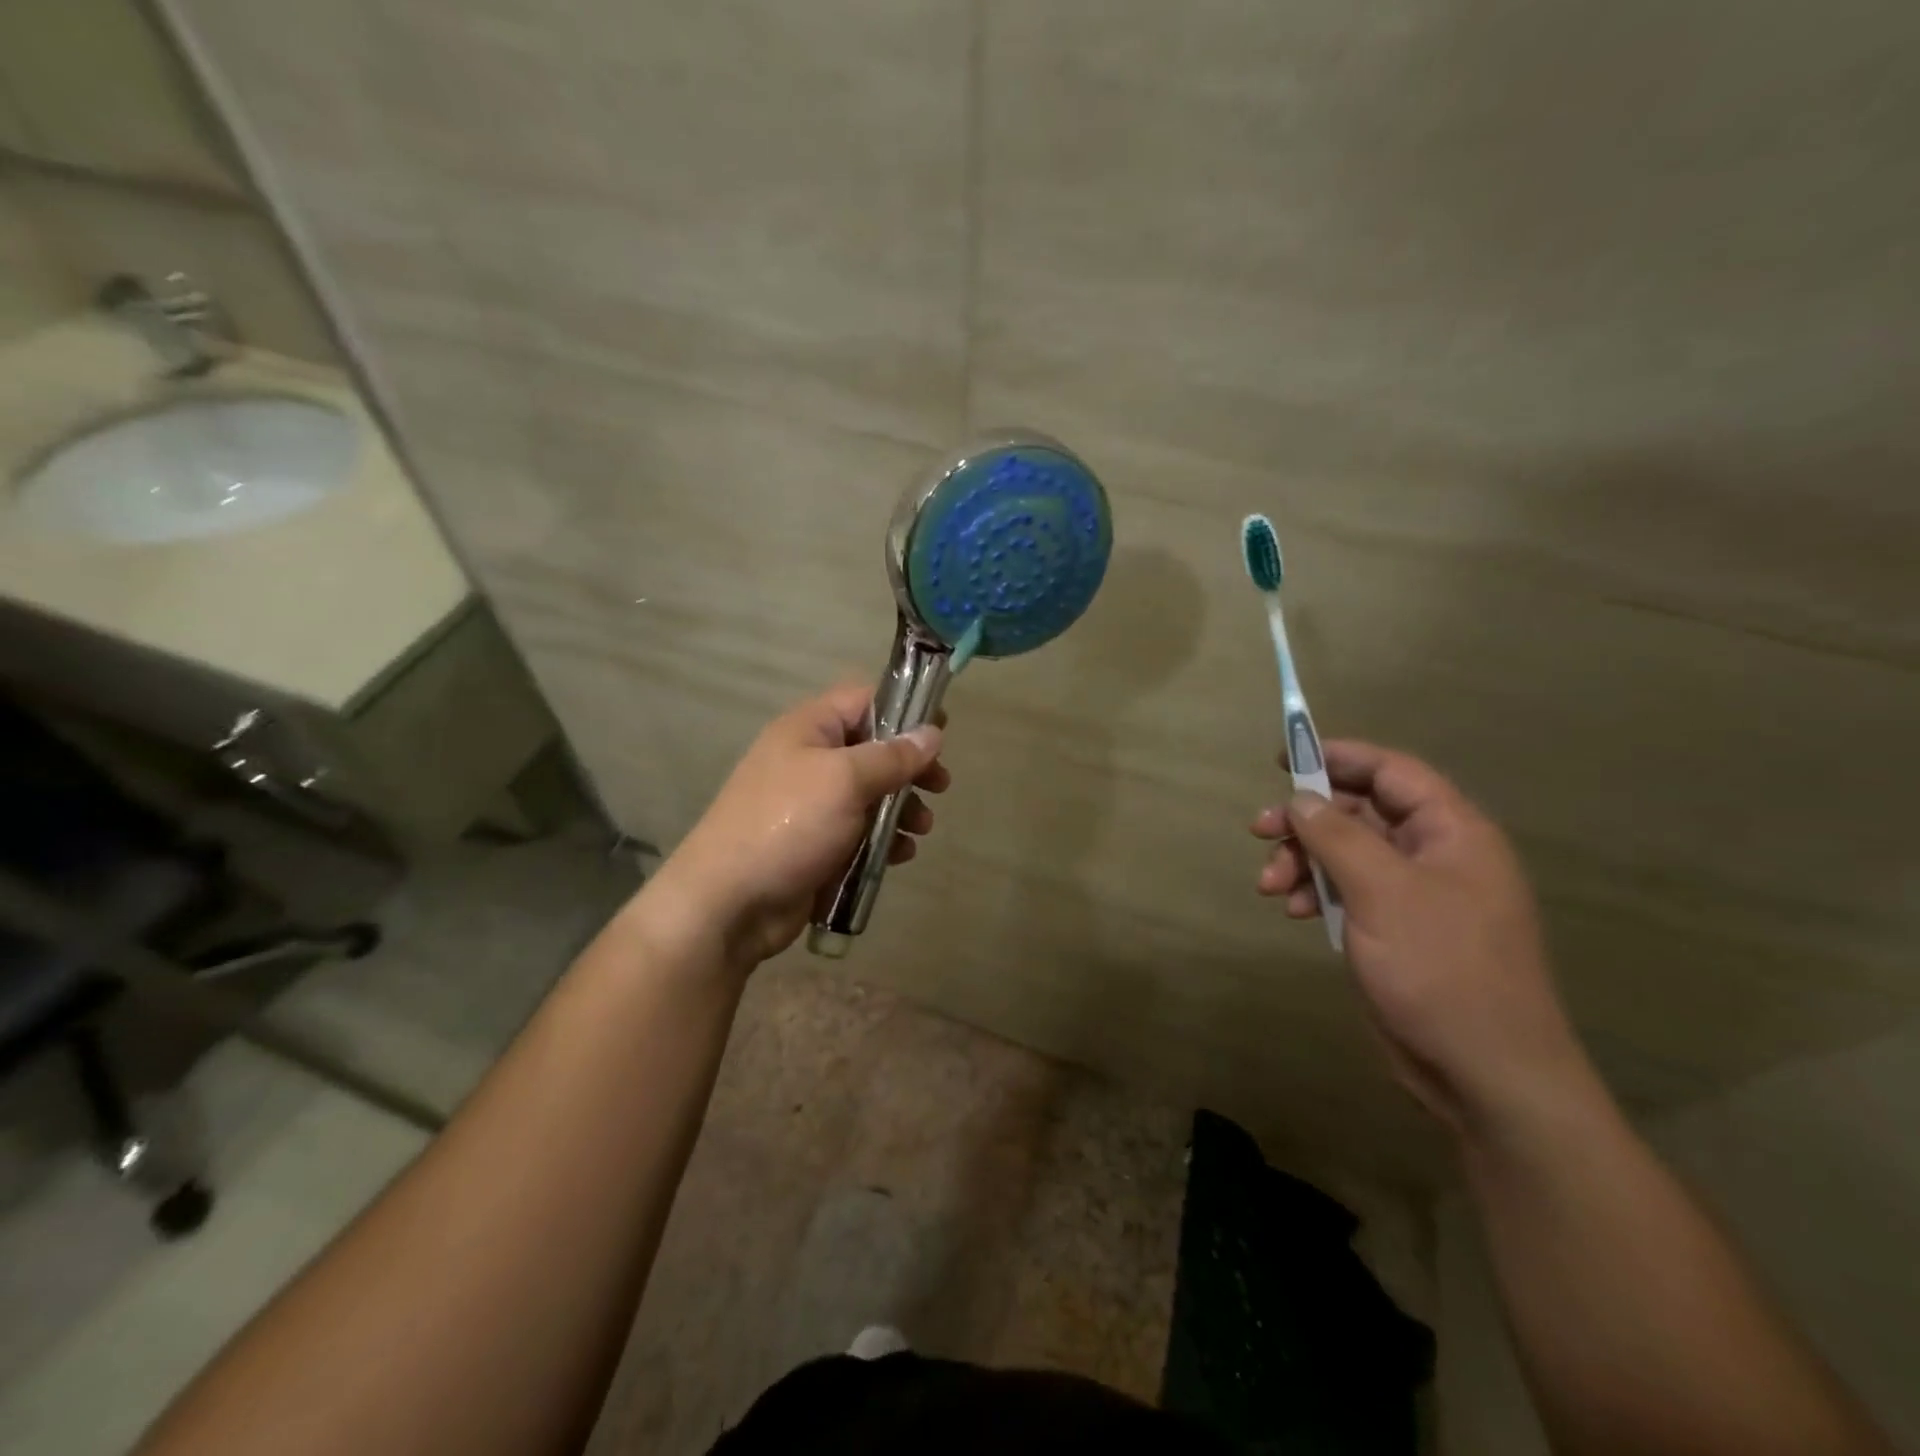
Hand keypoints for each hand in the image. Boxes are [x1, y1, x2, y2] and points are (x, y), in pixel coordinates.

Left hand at [635, 683, 948, 970]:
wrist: (730, 902)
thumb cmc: (789, 824)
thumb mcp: (845, 780)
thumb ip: (892, 756)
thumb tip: (932, 733)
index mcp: (809, 729)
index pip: (864, 700)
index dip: (905, 708)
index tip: (941, 731)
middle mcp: (810, 760)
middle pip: (874, 750)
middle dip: (910, 769)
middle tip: (940, 786)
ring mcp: (813, 805)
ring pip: (872, 795)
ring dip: (902, 809)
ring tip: (921, 828)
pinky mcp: (818, 844)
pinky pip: (861, 832)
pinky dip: (883, 840)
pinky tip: (900, 855)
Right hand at [1252, 741, 1595, 1133]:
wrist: (1484, 1072)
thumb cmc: (1440, 968)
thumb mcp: (1382, 891)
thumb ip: (1337, 835)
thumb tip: (1301, 797)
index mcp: (1452, 832)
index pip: (1391, 772)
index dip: (1338, 757)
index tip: (1283, 759)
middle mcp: (1435, 855)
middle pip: (1360, 812)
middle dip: (1307, 820)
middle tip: (1260, 830)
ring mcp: (1415, 895)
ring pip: (1346, 854)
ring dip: (1303, 861)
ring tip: (1270, 885)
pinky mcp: (1395, 929)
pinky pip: (1348, 892)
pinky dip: (1316, 893)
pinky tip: (1294, 911)